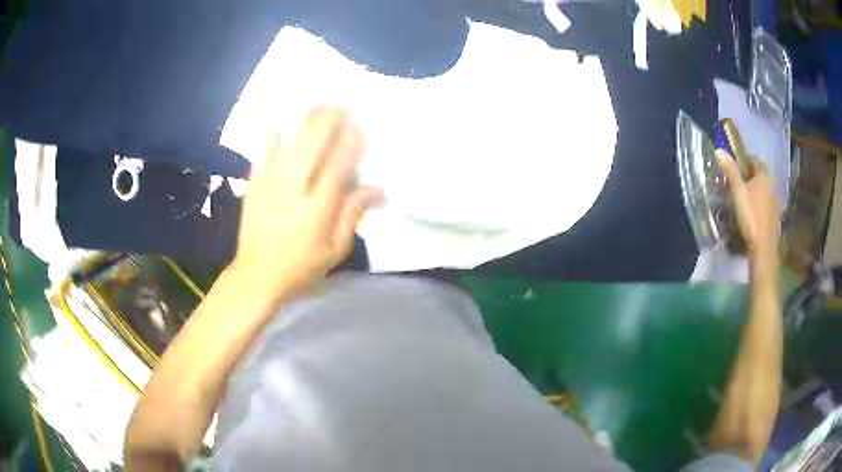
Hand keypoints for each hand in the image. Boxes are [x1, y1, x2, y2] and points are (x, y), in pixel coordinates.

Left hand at [231, 105, 381, 296]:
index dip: (351, 141)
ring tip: (317, 109)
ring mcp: (269, 184)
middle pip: (312, 143)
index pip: (338, 164)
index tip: (360, 127)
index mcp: (317, 209)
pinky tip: (283, 131)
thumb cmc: (301, 266)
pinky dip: (274, 137)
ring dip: (304, 121)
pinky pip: (263, 151)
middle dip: (329, 119)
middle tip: (341, 106)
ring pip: (288, 140)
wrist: (256, 276)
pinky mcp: (254, 184)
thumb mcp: (335, 250)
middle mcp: (293, 189)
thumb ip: (354, 215)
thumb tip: (377, 188)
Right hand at [716, 150, 780, 271]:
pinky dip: (760, 205)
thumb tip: (719, 149)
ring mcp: (776, 202)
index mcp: (764, 174)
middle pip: (759, 175)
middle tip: (737, 185)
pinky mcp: (776, 217)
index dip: (743, 161)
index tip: (734, 169)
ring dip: (755, 192)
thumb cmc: (751, 216)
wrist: (764, 248)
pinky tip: (753, 216)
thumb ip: (730, 171)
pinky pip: (766, 204)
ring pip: (764, 190)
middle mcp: (772, 184)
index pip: (754, 159)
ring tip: (744, 201)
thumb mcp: (738, 192)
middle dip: (749, 177)